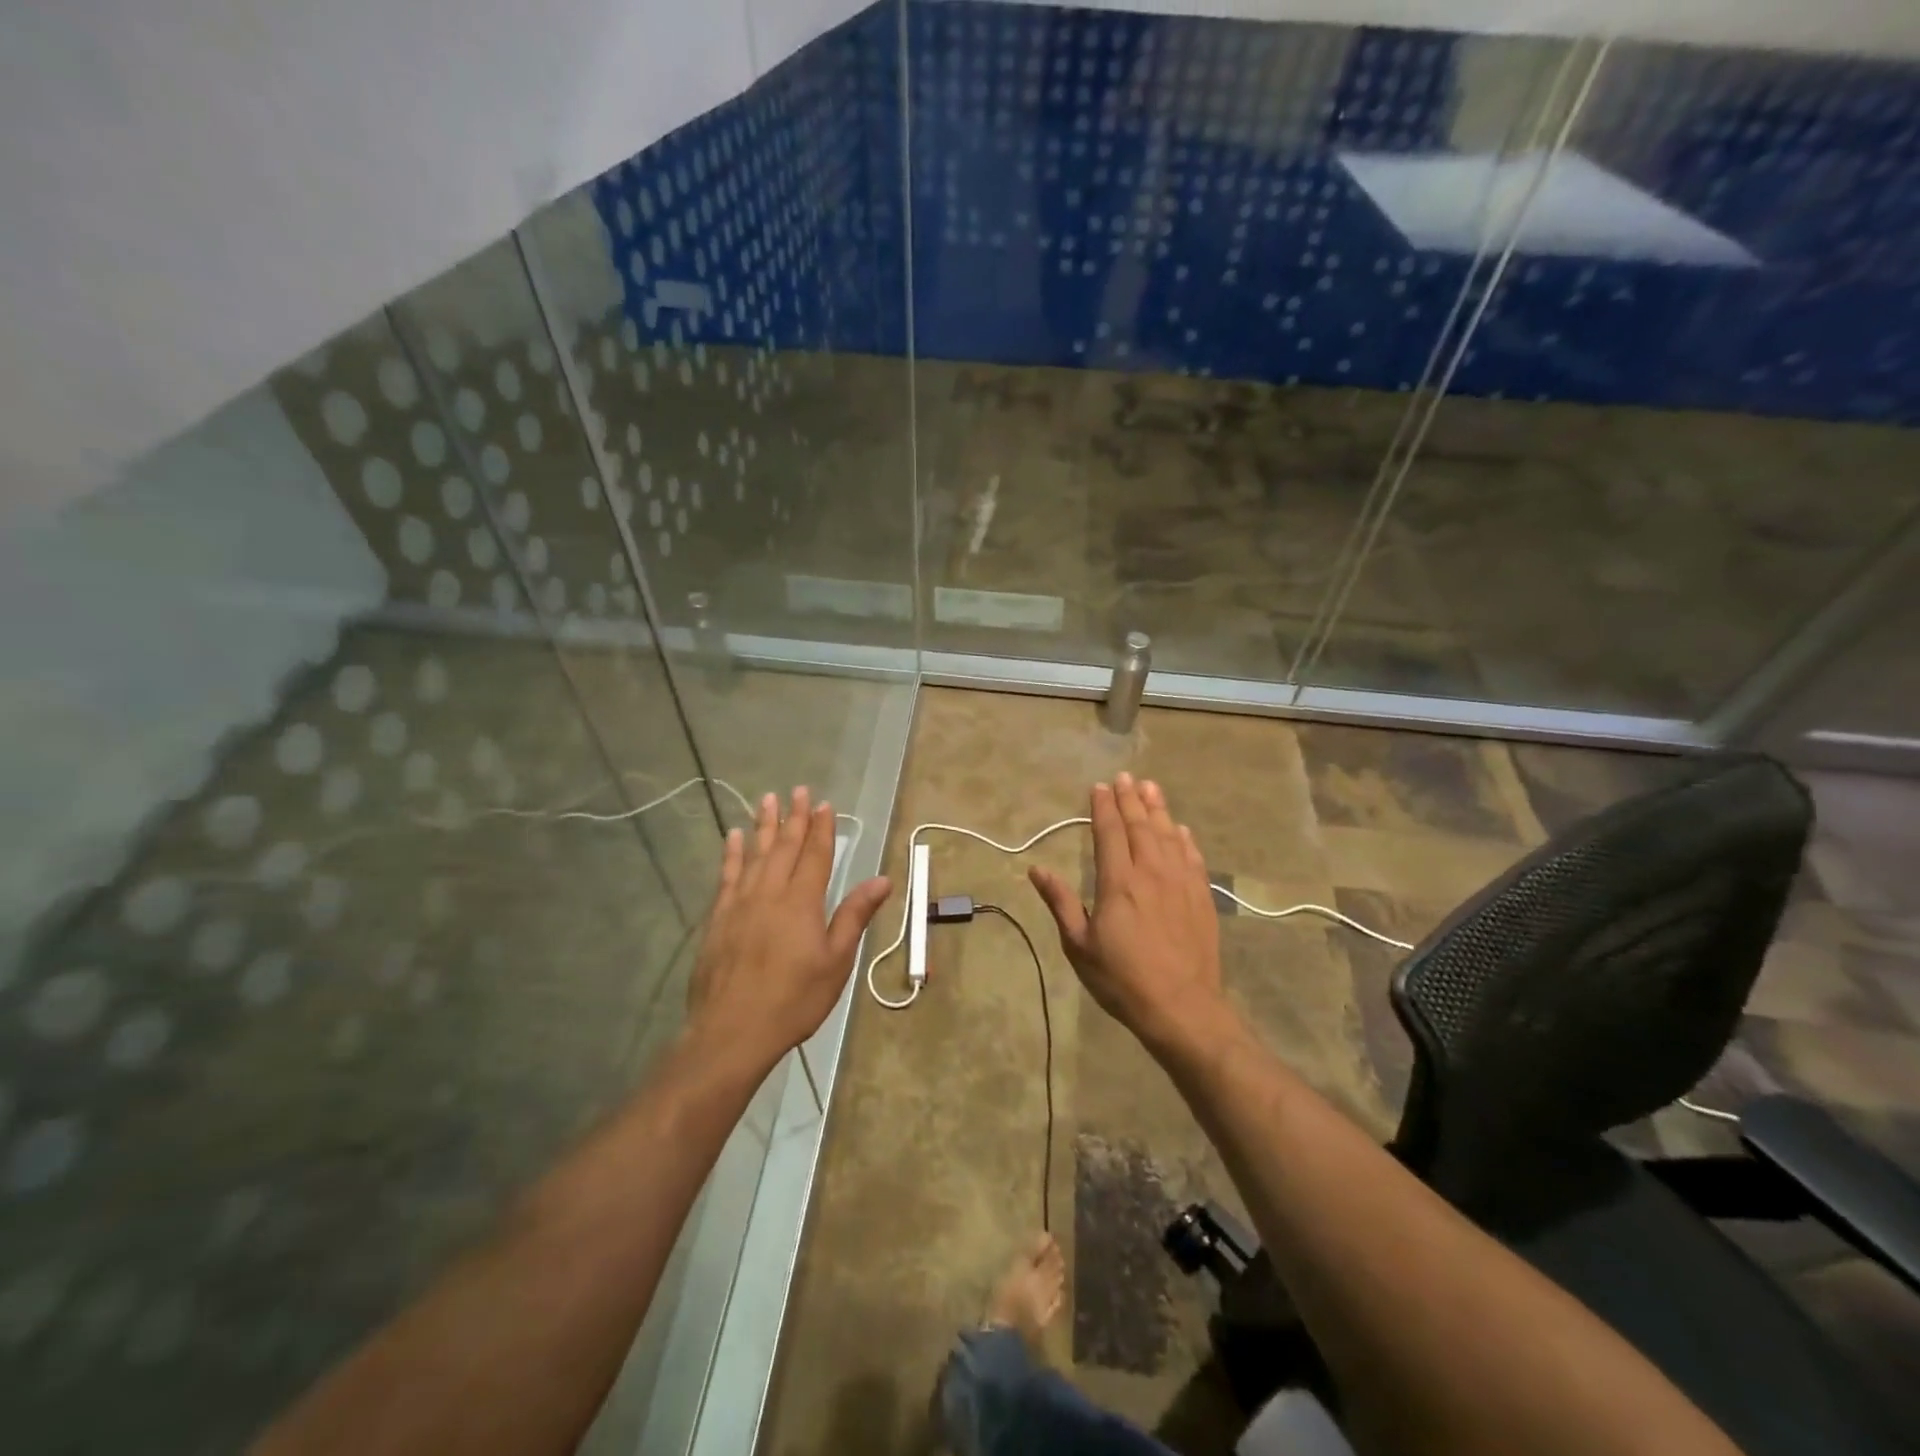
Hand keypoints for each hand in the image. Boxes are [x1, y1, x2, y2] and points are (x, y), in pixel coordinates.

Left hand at [687, 787, 891, 1074]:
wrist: (732, 1032)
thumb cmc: (794, 1000)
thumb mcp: (836, 962)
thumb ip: (855, 916)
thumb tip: (882, 880)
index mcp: (802, 902)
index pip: (815, 855)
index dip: (821, 829)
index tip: (824, 804)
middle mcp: (770, 893)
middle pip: (785, 847)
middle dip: (794, 818)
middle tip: (798, 790)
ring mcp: (740, 903)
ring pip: (755, 854)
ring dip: (763, 825)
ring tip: (767, 800)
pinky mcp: (718, 918)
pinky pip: (727, 875)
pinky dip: (732, 853)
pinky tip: (734, 837)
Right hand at [1028, 773, 1228, 1057]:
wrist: (1182, 1007)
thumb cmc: (1122, 979)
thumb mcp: (1079, 945)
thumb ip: (1060, 902)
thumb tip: (1037, 870)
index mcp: (1118, 882)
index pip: (1109, 833)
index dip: (1103, 807)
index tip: (1099, 787)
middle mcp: (1151, 873)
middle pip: (1140, 826)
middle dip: (1130, 799)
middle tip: (1124, 777)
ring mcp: (1180, 883)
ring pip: (1169, 835)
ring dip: (1158, 809)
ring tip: (1150, 787)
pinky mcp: (1201, 897)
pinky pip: (1192, 857)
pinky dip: (1184, 839)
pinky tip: (1180, 830)